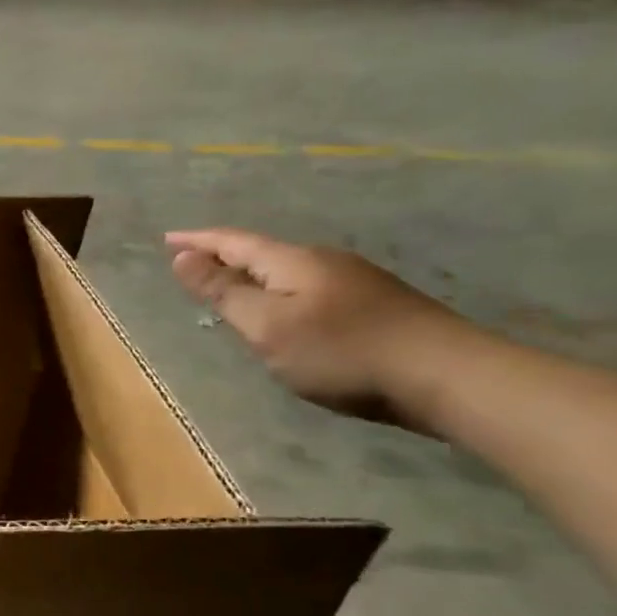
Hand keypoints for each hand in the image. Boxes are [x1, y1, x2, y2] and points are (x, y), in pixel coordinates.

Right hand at [166, 228, 469, 428]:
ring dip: (253, 275)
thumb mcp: (267, 326)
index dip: (198, 240)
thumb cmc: (342, 352)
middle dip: (224, 256)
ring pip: (288, 272)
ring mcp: (355, 283)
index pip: (234, 242)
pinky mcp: (376, 306)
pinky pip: (309, 289)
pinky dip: (280, 293)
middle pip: (262, 253)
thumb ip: (223, 292)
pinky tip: (284, 312)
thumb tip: (183, 258)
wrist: (449, 377)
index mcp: (292, 261)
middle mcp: (323, 262)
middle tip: (192, 263)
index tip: (167, 238)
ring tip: (230, 287)